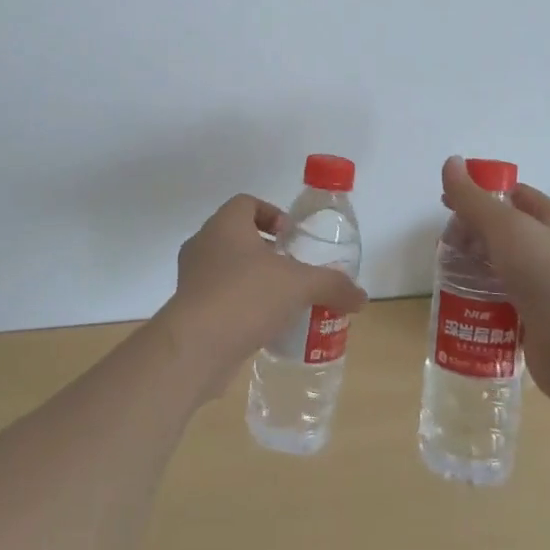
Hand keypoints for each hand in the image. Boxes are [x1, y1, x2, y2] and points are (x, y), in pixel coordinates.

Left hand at [158, 194, 366, 398]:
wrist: (196, 347)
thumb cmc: (247, 297)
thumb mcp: (300, 286)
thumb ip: (332, 285)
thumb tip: (362, 296)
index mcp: (225, 225)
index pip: (246, 203)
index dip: (271, 213)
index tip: (290, 236)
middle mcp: (203, 244)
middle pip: (236, 235)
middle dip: (265, 250)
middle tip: (291, 269)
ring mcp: (191, 277)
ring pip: (225, 267)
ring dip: (252, 278)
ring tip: (280, 300)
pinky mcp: (187, 309)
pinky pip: (217, 297)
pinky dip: (238, 305)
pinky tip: (262, 326)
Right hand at [439, 156, 549, 410]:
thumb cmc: (547, 275)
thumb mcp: (506, 227)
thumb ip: (474, 198)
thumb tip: (450, 161)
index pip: (514, 195)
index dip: (480, 195)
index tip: (447, 204)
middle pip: (502, 232)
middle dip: (471, 234)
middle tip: (444, 246)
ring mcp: (544, 286)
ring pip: (499, 267)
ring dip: (472, 268)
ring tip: (445, 274)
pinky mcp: (535, 319)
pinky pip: (501, 301)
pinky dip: (480, 299)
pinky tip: (459, 303)